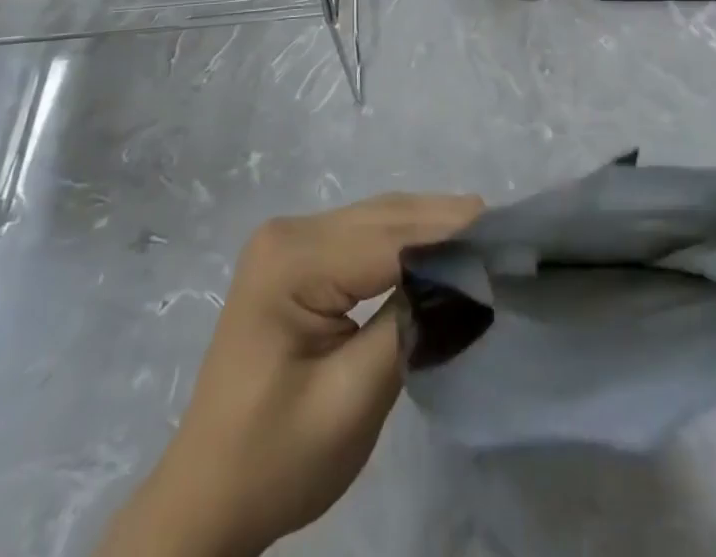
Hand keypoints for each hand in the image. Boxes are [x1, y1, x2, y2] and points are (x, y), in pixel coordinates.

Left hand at [99, 193, 481, 556]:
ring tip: (486, 234)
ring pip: (377, 220)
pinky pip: (363, 237)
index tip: (508, 233)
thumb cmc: (275, 460)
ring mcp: (289, 241)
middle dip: (446, 223)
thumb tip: (465, 275)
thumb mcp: (351, 400)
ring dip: (430, 227)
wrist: (207, 498)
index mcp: (292, 260)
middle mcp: (289, 232)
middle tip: (507, 231)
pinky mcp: (297, 258)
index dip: (451, 235)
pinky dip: (405, 242)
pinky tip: (440, 248)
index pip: (389, 238)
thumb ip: (409, 324)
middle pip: (384, 218)